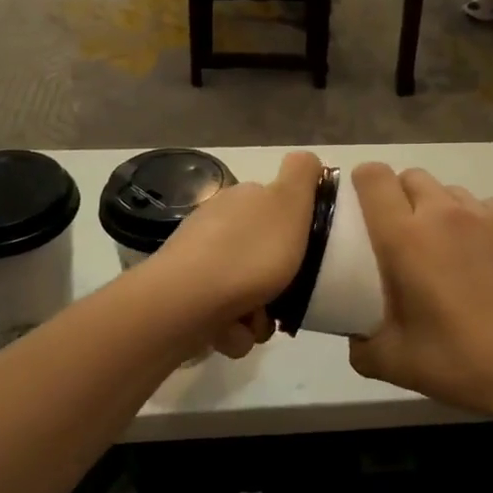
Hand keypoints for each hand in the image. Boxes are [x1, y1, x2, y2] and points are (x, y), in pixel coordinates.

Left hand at [145, 150, 320, 356]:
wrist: (185, 303)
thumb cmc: (249, 253)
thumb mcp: (289, 203)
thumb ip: (303, 175)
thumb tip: (309, 160)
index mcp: (242, 198)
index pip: (277, 207)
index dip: (297, 230)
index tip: (308, 252)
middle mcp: (217, 223)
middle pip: (263, 254)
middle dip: (279, 281)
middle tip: (288, 295)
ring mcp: (197, 260)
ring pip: (246, 290)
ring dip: (258, 313)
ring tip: (256, 321)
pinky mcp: (184, 296)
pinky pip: (224, 316)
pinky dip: (233, 329)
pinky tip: (231, 332)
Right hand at [347, 164, 492, 417]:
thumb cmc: (461, 360)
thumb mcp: (395, 364)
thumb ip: (362, 346)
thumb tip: (356, 337)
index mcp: (404, 237)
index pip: (374, 177)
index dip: (363, 183)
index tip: (362, 208)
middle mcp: (443, 213)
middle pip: (412, 177)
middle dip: (401, 196)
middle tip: (405, 236)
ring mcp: (486, 215)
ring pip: (451, 192)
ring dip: (440, 210)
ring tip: (449, 250)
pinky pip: (488, 207)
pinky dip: (478, 222)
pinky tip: (487, 258)